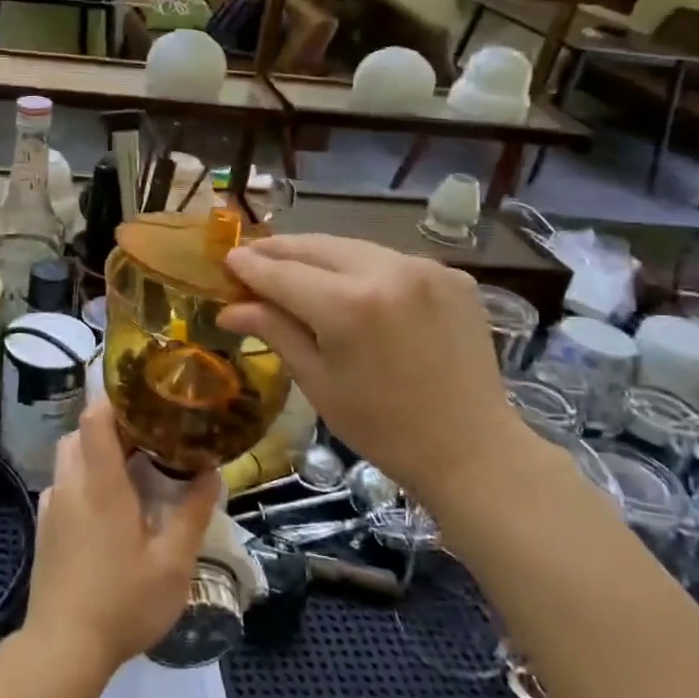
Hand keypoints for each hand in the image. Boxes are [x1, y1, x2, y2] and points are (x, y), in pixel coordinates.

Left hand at [24, 401, 220, 674]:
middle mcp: (71, 485)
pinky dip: (84, 478)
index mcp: (101, 484)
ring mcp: (52, 506)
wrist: (62, 648)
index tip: (145, 398)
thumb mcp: (172, 564)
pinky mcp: (44, 527)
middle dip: (112, 426)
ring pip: (70, 457)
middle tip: (148, 438)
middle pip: (81, 432)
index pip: (96, 417)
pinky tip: (107, 508)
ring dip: (96, 451)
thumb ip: (191, 514)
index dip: (116, 399)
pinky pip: (64, 484)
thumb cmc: (122, 603)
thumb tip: (210, 472)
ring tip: (131, 470)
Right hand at [218, 235, 523, 506]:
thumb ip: (274, 330)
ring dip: (318, 256)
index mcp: (348, 304)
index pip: (282, 272)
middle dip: (280, 251)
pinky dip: (360, 267)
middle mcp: (387, 270)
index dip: (250, 266)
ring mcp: (425, 268)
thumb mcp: (317, 380)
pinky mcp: (451, 275)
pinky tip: (349, 287)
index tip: (227, 260)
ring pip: (353, 248)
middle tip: (252, 259)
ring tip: (293, 269)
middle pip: (316, 247)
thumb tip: (229, 308)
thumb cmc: (382, 427)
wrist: (472, 450)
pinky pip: (389, 260)